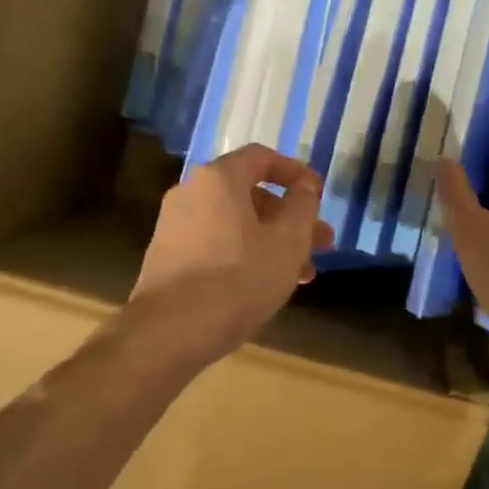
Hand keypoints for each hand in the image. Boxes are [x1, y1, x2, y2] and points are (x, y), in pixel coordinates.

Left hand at [129, 144, 333, 365]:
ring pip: (236, 225)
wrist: (171, 330)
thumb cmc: (239, 278)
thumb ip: (303, 207)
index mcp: (219, 179)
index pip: (261, 158)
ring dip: (272, 242)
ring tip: (300, 275)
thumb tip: (305, 187)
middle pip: (250, 195)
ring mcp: (174, 227)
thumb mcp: (288, 242)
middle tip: (321, 244)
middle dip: (290, 218)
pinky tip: (264, 285)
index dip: (295, 172)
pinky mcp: (168, 258)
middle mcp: (191, 193)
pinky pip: (216, 245)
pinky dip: (245, 255)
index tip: (318, 192)